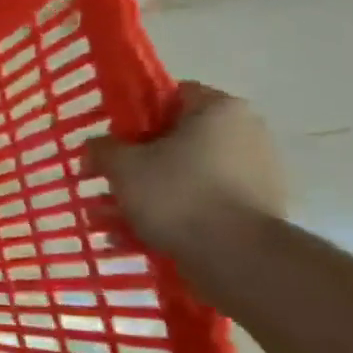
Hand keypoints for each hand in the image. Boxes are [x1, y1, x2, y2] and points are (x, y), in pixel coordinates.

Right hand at [89, 83, 286, 257]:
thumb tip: (97, 147)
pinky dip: (169, 215)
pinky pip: (200, 203)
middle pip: (174, 140)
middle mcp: (245, 134)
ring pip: (183, 176)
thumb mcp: (122, 165)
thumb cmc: (176, 193)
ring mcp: (255, 174)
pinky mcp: (254, 210)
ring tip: (107, 219)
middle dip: (134, 164)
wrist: (237, 256)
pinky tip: (133, 237)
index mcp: (219, 109)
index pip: (170, 96)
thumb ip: (103, 148)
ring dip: (144, 195)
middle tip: (102, 183)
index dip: (134, 116)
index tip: (110, 140)